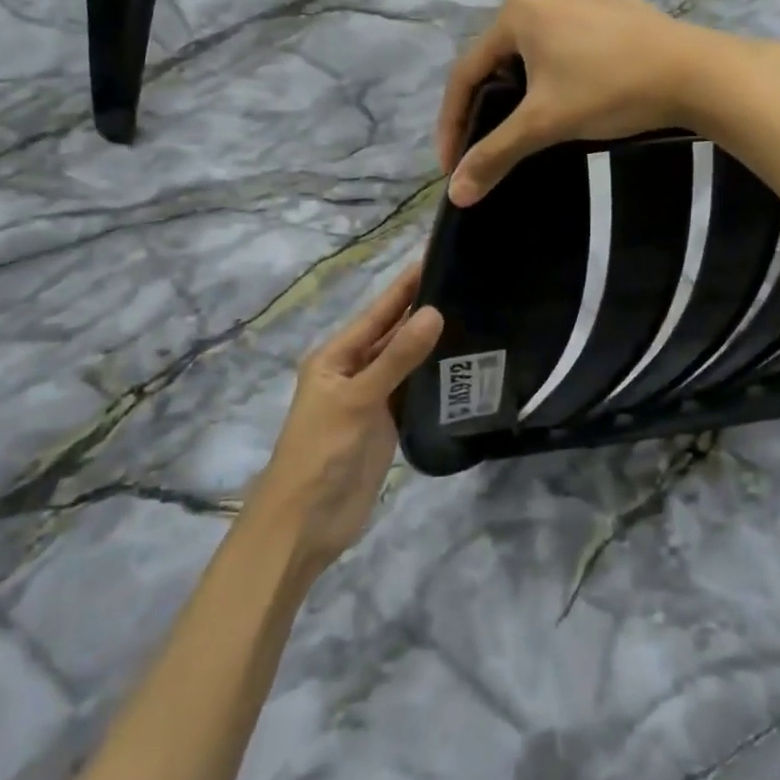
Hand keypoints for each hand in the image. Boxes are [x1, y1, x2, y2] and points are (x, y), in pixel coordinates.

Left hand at [248, 264, 443, 576]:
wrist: (305, 524)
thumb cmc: (321, 452)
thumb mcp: (356, 399)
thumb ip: (396, 358)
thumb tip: (434, 312)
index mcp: (336, 356)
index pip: (378, 312)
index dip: (405, 286)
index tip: (436, 255)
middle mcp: (355, 370)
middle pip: (394, 333)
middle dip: (423, 309)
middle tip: (467, 282)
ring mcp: (372, 399)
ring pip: (406, 361)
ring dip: (432, 342)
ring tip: (474, 315)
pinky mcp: (388, 424)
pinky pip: (414, 390)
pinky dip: (434, 376)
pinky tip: (463, 364)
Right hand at [436, 0, 757, 206]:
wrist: (696, 73)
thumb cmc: (609, 90)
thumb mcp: (544, 124)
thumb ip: (495, 154)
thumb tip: (456, 194)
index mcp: (518, 12)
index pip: (466, 72)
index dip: (452, 122)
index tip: (452, 163)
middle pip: (501, 59)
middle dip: (490, 104)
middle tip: (489, 143)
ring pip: (539, 52)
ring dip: (527, 89)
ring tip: (532, 125)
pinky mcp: (617, 13)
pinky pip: (574, 45)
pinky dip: (564, 74)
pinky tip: (580, 97)